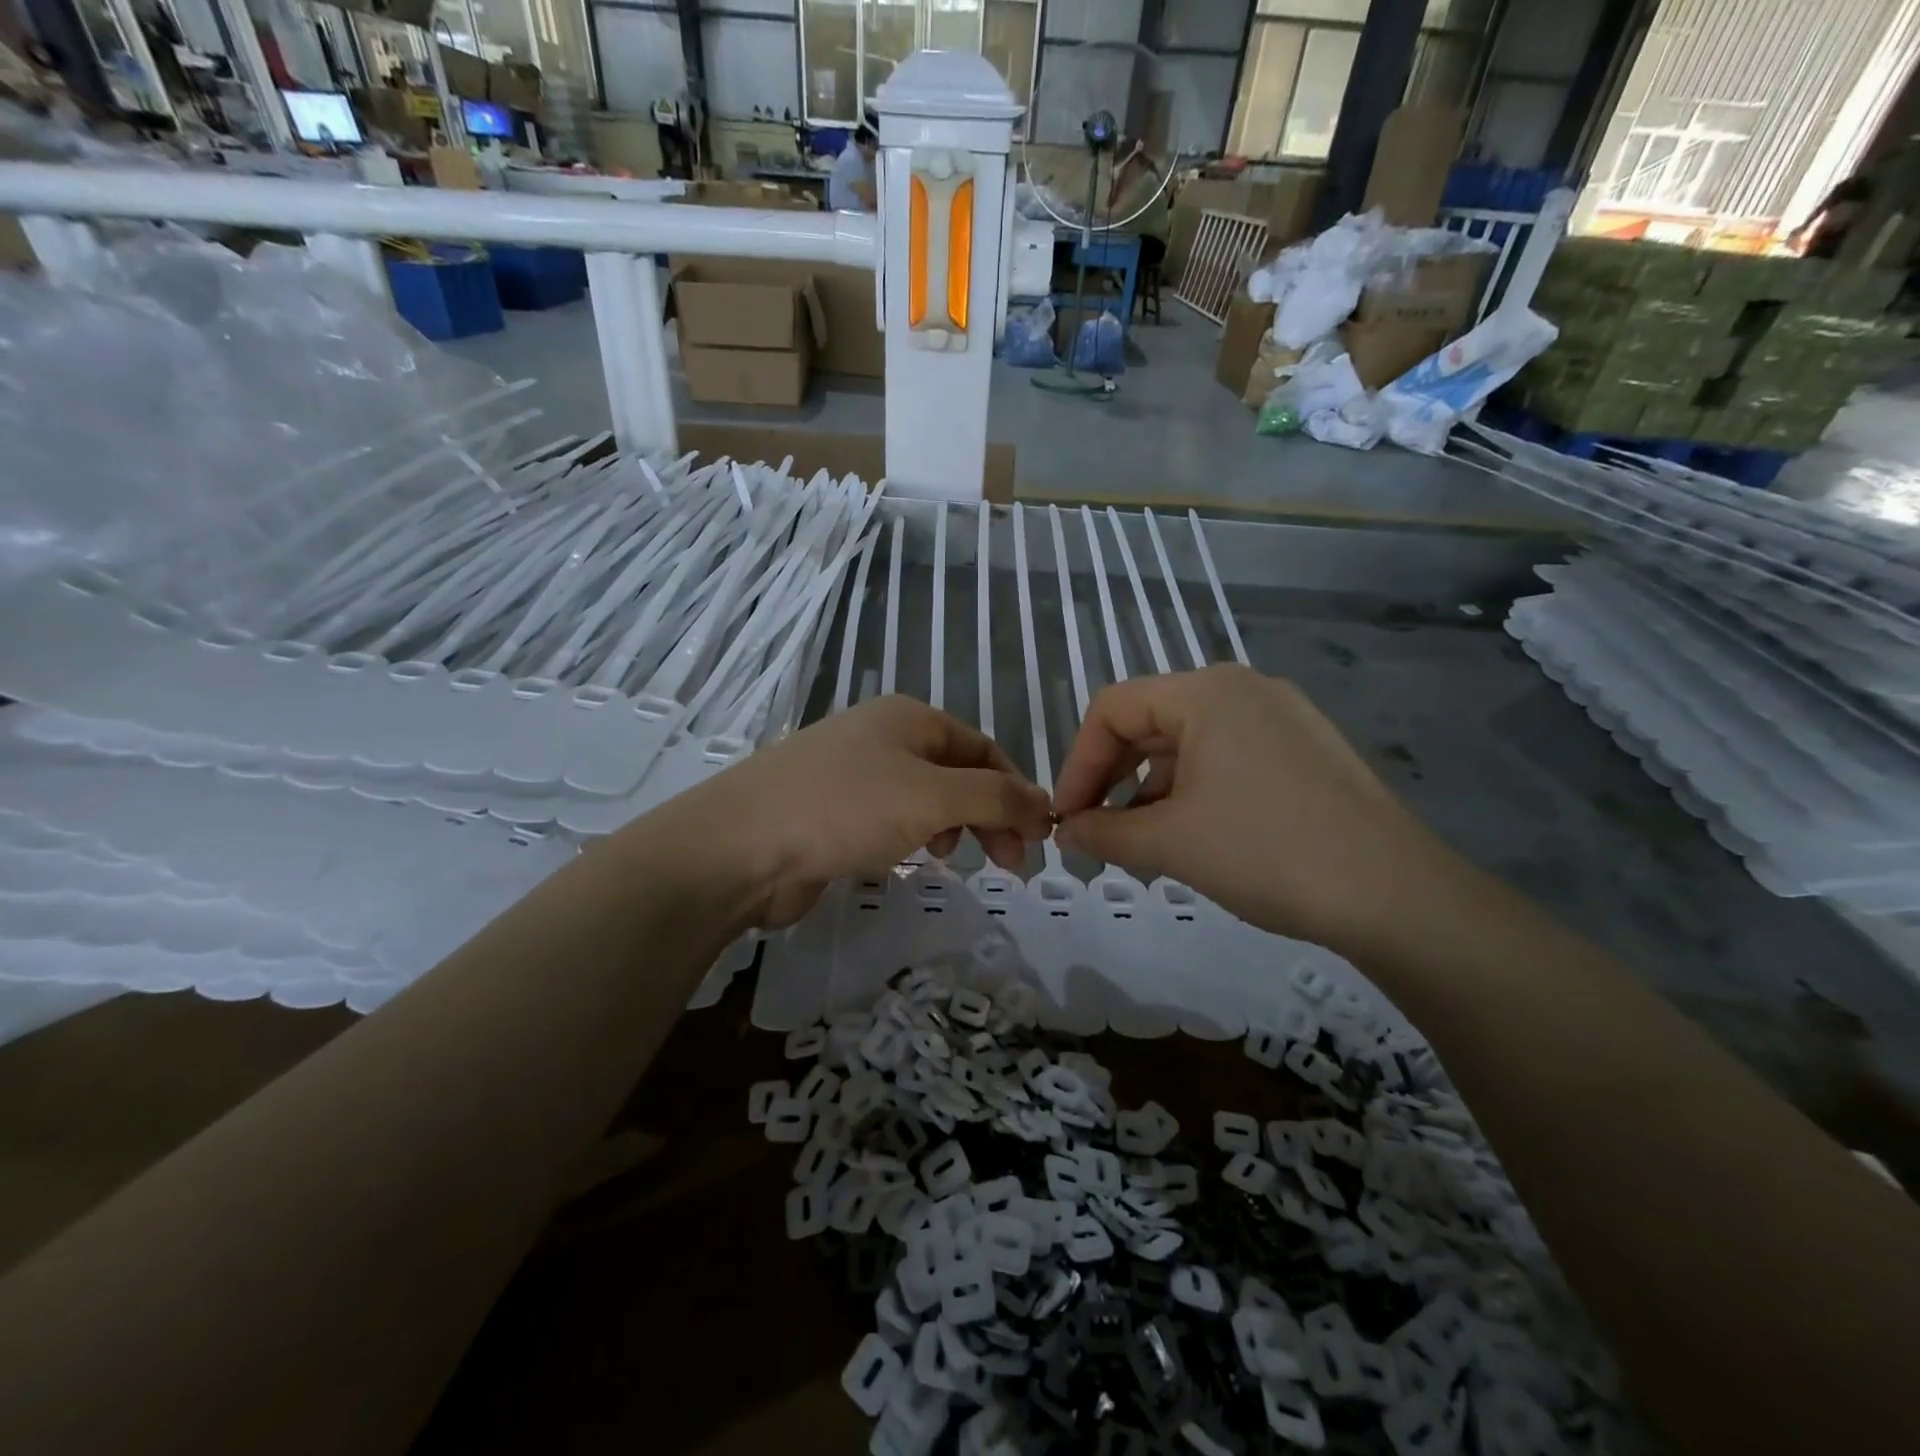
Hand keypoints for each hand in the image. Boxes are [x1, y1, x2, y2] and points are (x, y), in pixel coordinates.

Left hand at [640, 696, 1051, 927]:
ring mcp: (853, 773)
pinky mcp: (830, 810)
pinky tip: (907, 860)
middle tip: (1008, 865)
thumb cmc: (845, 808)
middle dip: (988, 815)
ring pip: (924, 798)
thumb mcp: (933, 798)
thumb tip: (1043, 803)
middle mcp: (883, 736)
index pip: (984, 748)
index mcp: (910, 718)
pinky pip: (889, 819)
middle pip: (956, 773)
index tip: (1036, 838)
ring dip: (950, 827)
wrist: (740, 845)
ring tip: (949, 858)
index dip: (1016, 790)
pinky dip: (911, 837)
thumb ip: (995, 798)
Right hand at [1051, 666, 1468, 956]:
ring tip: (1140, 842)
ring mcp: (1282, 716)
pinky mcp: (1306, 749)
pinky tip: (1193, 835)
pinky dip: (1195, 790)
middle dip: (1112, 776)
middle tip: (1095, 829)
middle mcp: (1243, 688)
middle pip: (1149, 721)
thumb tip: (1066, 832)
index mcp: (1206, 692)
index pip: (1112, 708)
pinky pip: (1228, 756)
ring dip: (1151, 788)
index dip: (1078, 762)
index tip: (1067, 817)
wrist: (1396, 896)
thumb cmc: (1266, 853)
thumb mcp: (1170, 844)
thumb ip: (1103, 832)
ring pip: (1189, 742)